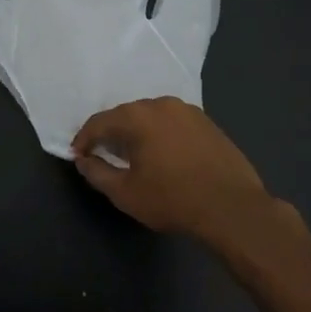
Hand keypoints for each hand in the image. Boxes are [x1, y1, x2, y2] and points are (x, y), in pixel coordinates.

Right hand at [70, 97, 302, 250]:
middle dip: (111, 133)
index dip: (84, 139)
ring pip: (151, 117)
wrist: (232, 207)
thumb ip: (98, 173)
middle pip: (126, 115)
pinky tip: (162, 154)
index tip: (78, 155)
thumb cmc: (172, 200)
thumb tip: (83, 160)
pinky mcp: (207, 122)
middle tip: (102, 154)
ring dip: (138, 132)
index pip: (100, 122)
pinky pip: (173, 123)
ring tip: (132, 155)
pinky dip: (161, 134)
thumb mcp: (125, 193)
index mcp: (138, 116)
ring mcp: (188, 111)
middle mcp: (161, 104)